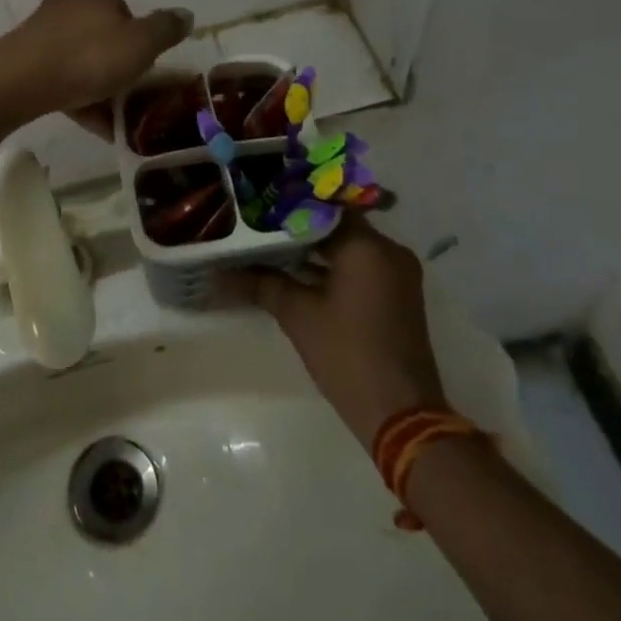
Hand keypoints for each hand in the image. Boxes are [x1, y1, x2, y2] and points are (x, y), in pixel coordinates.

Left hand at [0, 0, 191, 134]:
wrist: (22, 80)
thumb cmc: (90, 58)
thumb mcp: (141, 44)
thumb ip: (166, 29)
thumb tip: (187, 13)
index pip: (126, 12)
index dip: (140, 40)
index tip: (146, 69)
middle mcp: (70, 6)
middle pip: (102, 36)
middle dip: (117, 65)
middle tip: (131, 96)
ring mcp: (43, 31)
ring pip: (80, 59)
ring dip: (98, 86)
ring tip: (114, 121)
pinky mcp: (24, 57)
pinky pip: (59, 78)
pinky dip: (77, 99)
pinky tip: (90, 126)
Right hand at [227, 218, 447, 447]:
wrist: (401, 417)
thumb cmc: (347, 355)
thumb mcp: (297, 315)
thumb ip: (261, 283)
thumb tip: (218, 273)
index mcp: (368, 246)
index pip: (323, 207)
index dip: (289, 204)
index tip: (259, 203)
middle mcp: (389, 251)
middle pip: (337, 225)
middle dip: (299, 225)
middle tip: (260, 223)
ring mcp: (398, 274)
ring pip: (350, 246)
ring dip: (316, 247)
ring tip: (272, 245)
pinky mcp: (398, 295)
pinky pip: (362, 265)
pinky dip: (334, 265)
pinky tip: (299, 272)